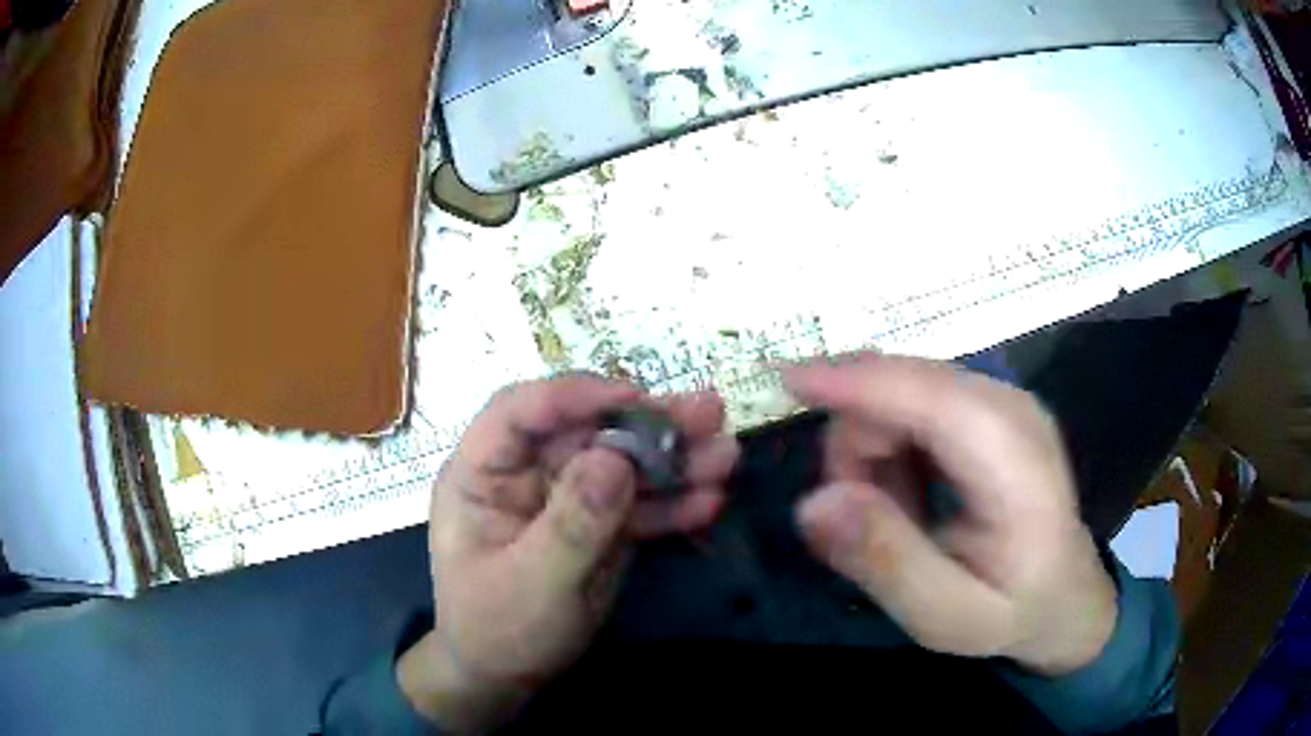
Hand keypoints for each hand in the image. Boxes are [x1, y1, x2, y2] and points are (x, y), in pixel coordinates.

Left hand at [397, 375, 739, 731]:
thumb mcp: (531, 582)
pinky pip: (637, 506)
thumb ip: (573, 523)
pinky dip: (673, 504)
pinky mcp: (598, 526)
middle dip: (648, 423)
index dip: (574, 395)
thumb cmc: (496, 629)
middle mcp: (526, 474)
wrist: (504, 677)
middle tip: (709, 411)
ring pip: (621, 465)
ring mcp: (566, 499)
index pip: (520, 411)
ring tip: (727, 454)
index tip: (633, 397)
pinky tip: (710, 502)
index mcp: (483, 473)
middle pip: (587, 431)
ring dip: (675, 459)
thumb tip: (617, 458)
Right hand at [786, 354, 1116, 675]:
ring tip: (896, 517)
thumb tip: (813, 502)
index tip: (785, 381)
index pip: (933, 400)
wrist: (1064, 594)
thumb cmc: (1013, 610)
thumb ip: (886, 563)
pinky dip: (893, 446)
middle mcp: (1011, 409)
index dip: (859, 383)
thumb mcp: (945, 616)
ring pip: (902, 389)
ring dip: (874, 451)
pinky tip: (911, 493)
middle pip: (905, 386)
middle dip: (858, 445)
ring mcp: (1002, 400)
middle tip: (858, 520)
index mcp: (1016, 464)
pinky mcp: (988, 404)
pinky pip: (914, 400)